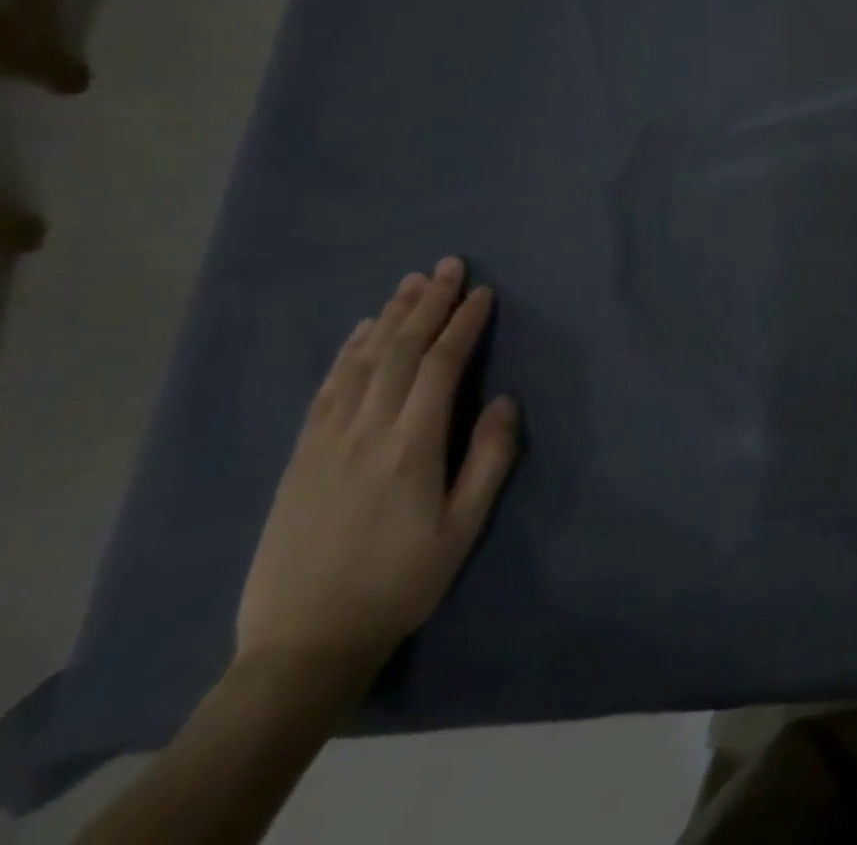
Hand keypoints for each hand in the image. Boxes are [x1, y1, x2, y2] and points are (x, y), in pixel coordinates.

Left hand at [235, 258, 519, 681]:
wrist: (302, 644)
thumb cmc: (399, 584)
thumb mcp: (462, 530)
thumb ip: (489, 460)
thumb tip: (504, 400)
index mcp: (410, 448)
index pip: (440, 366)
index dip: (463, 324)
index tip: (483, 292)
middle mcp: (365, 432)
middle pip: (398, 351)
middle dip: (428, 304)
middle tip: (449, 265)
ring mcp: (325, 442)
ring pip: (361, 362)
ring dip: (389, 316)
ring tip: (412, 282)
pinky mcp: (300, 457)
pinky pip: (326, 389)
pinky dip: (347, 351)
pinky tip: (363, 330)